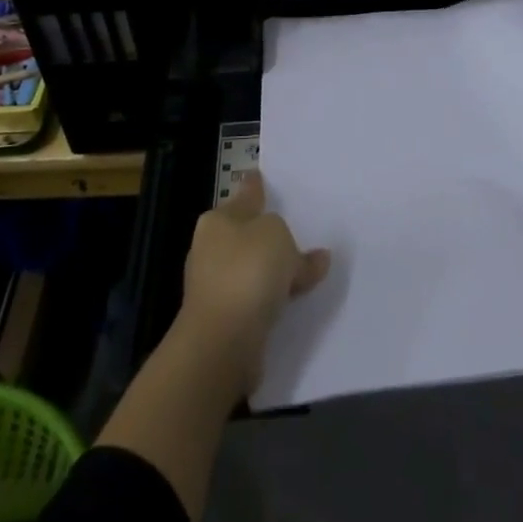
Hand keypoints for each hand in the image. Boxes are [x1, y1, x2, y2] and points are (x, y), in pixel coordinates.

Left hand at [174, 171, 329, 397]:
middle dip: (270, 235)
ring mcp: (215, 287)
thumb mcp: (275, 234)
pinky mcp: (225, 320)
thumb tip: (311, 257)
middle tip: (300, 232)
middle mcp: (211, 250)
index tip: (262, 178)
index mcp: (217, 221)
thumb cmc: (246, 272)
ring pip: (253, 268)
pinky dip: (274, 298)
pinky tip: (297, 300)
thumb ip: (290, 239)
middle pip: (248, 234)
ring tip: (308, 270)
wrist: (222, 343)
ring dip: (275, 271)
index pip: (244, 196)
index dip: (256, 187)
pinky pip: (258, 298)